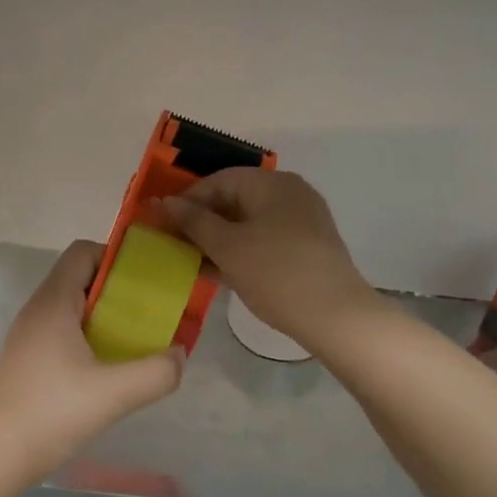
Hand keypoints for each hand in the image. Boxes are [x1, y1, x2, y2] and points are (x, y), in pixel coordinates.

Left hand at [0, 240, 183, 483]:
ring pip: (71, 307)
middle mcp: (38, 309)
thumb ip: (157, 372)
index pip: (82, 252)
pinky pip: (61, 331)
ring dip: (103, 316)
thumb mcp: (115, 393)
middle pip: (79, 278)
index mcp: (54, 301)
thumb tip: (179, 355)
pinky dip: (87, 337)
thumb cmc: (52, 412)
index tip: (145, 282)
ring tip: (133, 341)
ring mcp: (28, 335)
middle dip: (116, 290)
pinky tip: (105, 369)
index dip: (115, 257)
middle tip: (148, 313)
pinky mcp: (26, 359)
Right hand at [161, 167, 375, 348]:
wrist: (335, 317)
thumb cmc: (275, 273)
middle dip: (201, 222)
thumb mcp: (227, 246)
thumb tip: (164, 202)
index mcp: (272, 184)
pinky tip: (216, 273)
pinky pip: (263, 241)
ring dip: (217, 240)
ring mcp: (301, 222)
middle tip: (173, 244)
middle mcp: (289, 195)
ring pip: (248, 224)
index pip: (218, 180)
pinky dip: (239, 252)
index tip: (162, 223)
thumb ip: (193, 221)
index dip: (187, 200)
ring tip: (189, 261)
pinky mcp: (306, 249)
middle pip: (234, 200)